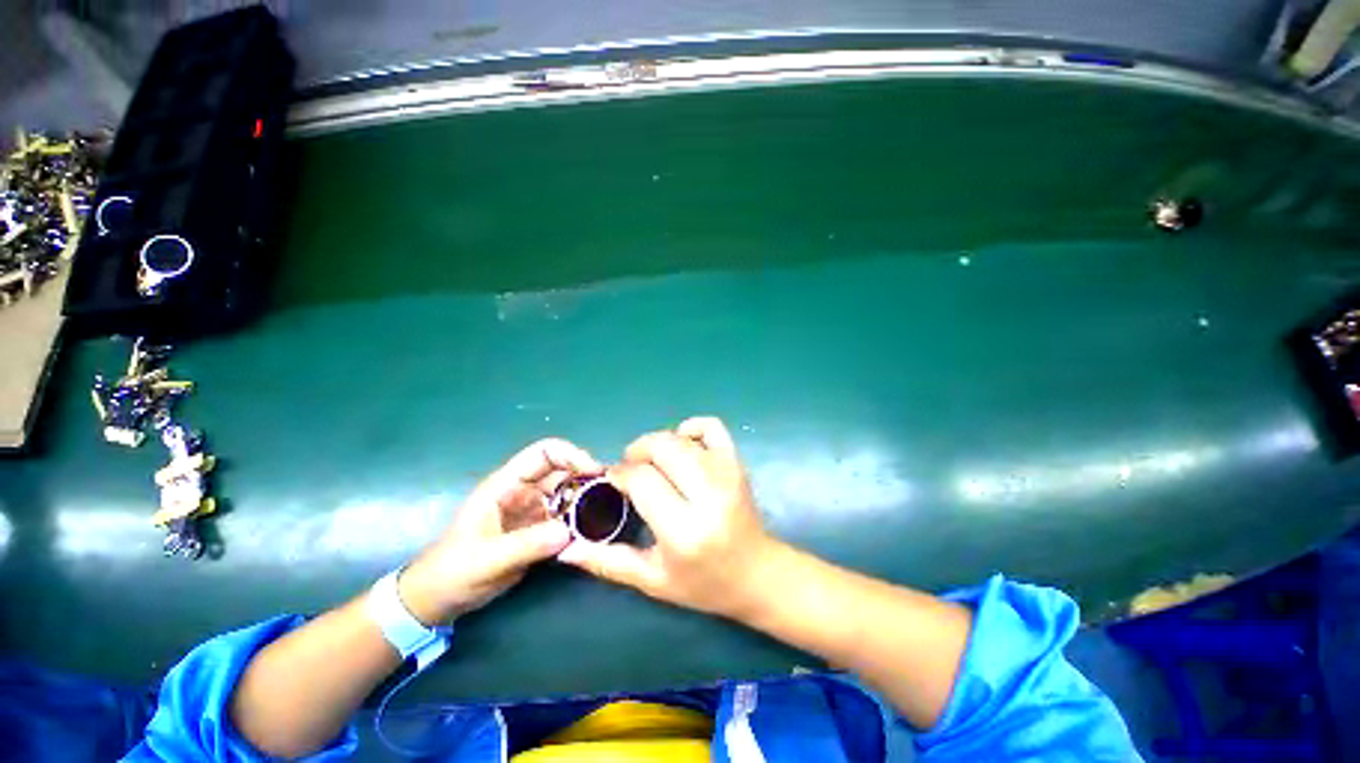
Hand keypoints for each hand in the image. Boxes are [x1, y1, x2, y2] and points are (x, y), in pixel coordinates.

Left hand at [399, 438, 601, 623]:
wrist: (438, 600)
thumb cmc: (452, 571)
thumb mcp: (486, 559)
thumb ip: (525, 544)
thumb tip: (568, 531)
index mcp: (507, 484)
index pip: (544, 453)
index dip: (571, 454)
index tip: (594, 471)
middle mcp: (525, 491)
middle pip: (563, 471)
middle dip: (587, 476)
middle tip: (611, 492)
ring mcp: (534, 511)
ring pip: (569, 494)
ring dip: (588, 499)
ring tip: (609, 510)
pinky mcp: (540, 531)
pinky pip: (567, 518)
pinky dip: (582, 521)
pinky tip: (595, 530)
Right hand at [558, 417, 782, 619]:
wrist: (757, 573)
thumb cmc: (703, 583)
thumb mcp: (652, 581)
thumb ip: (607, 562)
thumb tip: (565, 549)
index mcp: (683, 530)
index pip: (642, 480)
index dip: (620, 474)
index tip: (613, 479)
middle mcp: (707, 496)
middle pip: (661, 448)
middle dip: (636, 452)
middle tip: (631, 469)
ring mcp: (726, 474)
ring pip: (680, 437)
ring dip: (658, 443)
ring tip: (653, 462)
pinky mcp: (737, 463)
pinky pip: (711, 426)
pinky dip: (691, 427)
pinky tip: (682, 445)